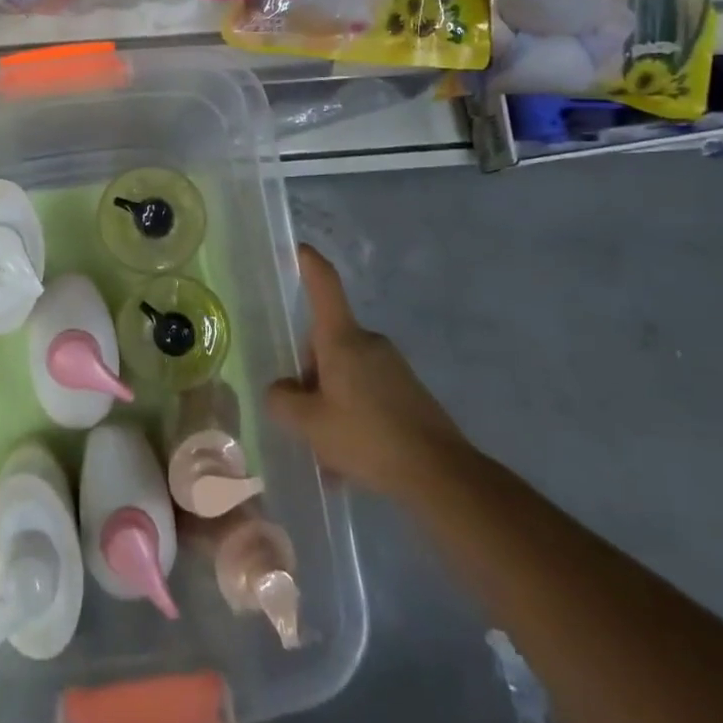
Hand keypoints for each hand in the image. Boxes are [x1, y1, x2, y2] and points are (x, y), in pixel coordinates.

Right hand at [266, 245, 466, 498]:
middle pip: (326, 343)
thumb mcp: (310, 424)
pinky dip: (352, 419)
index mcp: (342, 339)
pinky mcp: (409, 393)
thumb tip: (281, 390)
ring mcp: (392, 367)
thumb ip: (283, 401)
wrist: (441, 475)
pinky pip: (367, 395)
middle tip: (302, 418)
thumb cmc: (368, 437)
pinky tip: (350, 462)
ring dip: (330, 404)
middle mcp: (368, 343)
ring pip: (345, 375)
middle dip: (310, 376)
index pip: (324, 285)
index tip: (299, 248)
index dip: (309, 264)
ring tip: (327, 454)